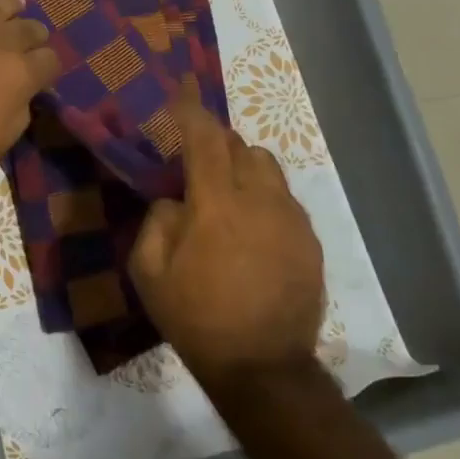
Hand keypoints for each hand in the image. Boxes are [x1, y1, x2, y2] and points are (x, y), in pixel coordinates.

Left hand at [0, 0, 60, 190]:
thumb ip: (18, 110)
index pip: (49, 60)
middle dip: (32, 35)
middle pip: (27, 28)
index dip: (47, 67)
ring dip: (8, 6)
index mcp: (21, 74)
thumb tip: (22, 94)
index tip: (41, 73)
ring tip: (12, 4)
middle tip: (28, 40)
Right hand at [130, 95, 324, 377]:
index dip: (191, 111)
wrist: (262, 368)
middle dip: (217, 144)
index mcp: (217, 204)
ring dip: (243, 168)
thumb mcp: (149, 272)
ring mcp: (291, 221)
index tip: (181, 90)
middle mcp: (260, 201)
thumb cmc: (196, 317)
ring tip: (226, 197)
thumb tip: (176, 200)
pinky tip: (251, 230)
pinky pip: (285, 200)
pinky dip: (264, 198)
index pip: (205, 140)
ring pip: (269, 169)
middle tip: (196, 165)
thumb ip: (157, 221)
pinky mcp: (310, 243)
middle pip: (242, 147)